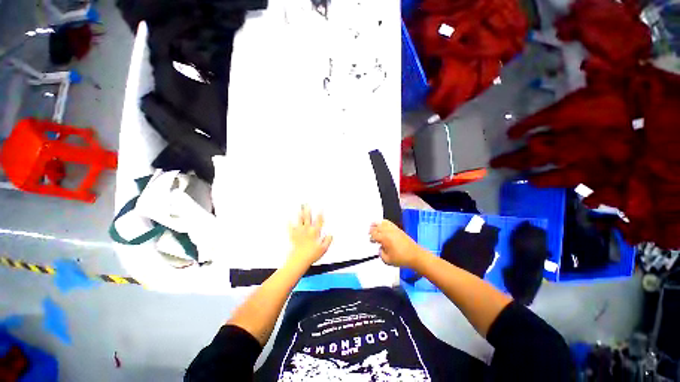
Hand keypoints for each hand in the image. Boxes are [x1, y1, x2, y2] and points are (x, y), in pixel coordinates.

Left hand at [288, 205, 332, 266]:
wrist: (300, 259)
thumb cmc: (312, 254)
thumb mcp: (324, 248)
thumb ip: (328, 240)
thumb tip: (330, 235)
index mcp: (315, 232)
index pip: (319, 221)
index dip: (320, 214)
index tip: (321, 209)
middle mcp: (307, 230)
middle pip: (308, 218)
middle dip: (308, 211)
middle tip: (308, 205)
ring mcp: (300, 232)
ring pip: (300, 221)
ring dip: (300, 214)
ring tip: (300, 209)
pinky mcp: (293, 236)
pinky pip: (291, 228)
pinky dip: (289, 223)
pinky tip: (288, 219)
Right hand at [370, 220, 424, 267]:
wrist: (415, 256)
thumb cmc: (402, 259)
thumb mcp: (387, 260)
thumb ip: (381, 254)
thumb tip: (380, 249)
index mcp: (384, 238)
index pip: (374, 234)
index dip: (371, 237)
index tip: (371, 240)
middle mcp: (388, 232)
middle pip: (377, 227)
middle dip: (372, 229)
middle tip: (370, 232)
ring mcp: (394, 229)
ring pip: (383, 223)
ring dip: (377, 223)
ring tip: (373, 224)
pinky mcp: (398, 229)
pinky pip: (389, 223)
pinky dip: (384, 222)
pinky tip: (383, 224)